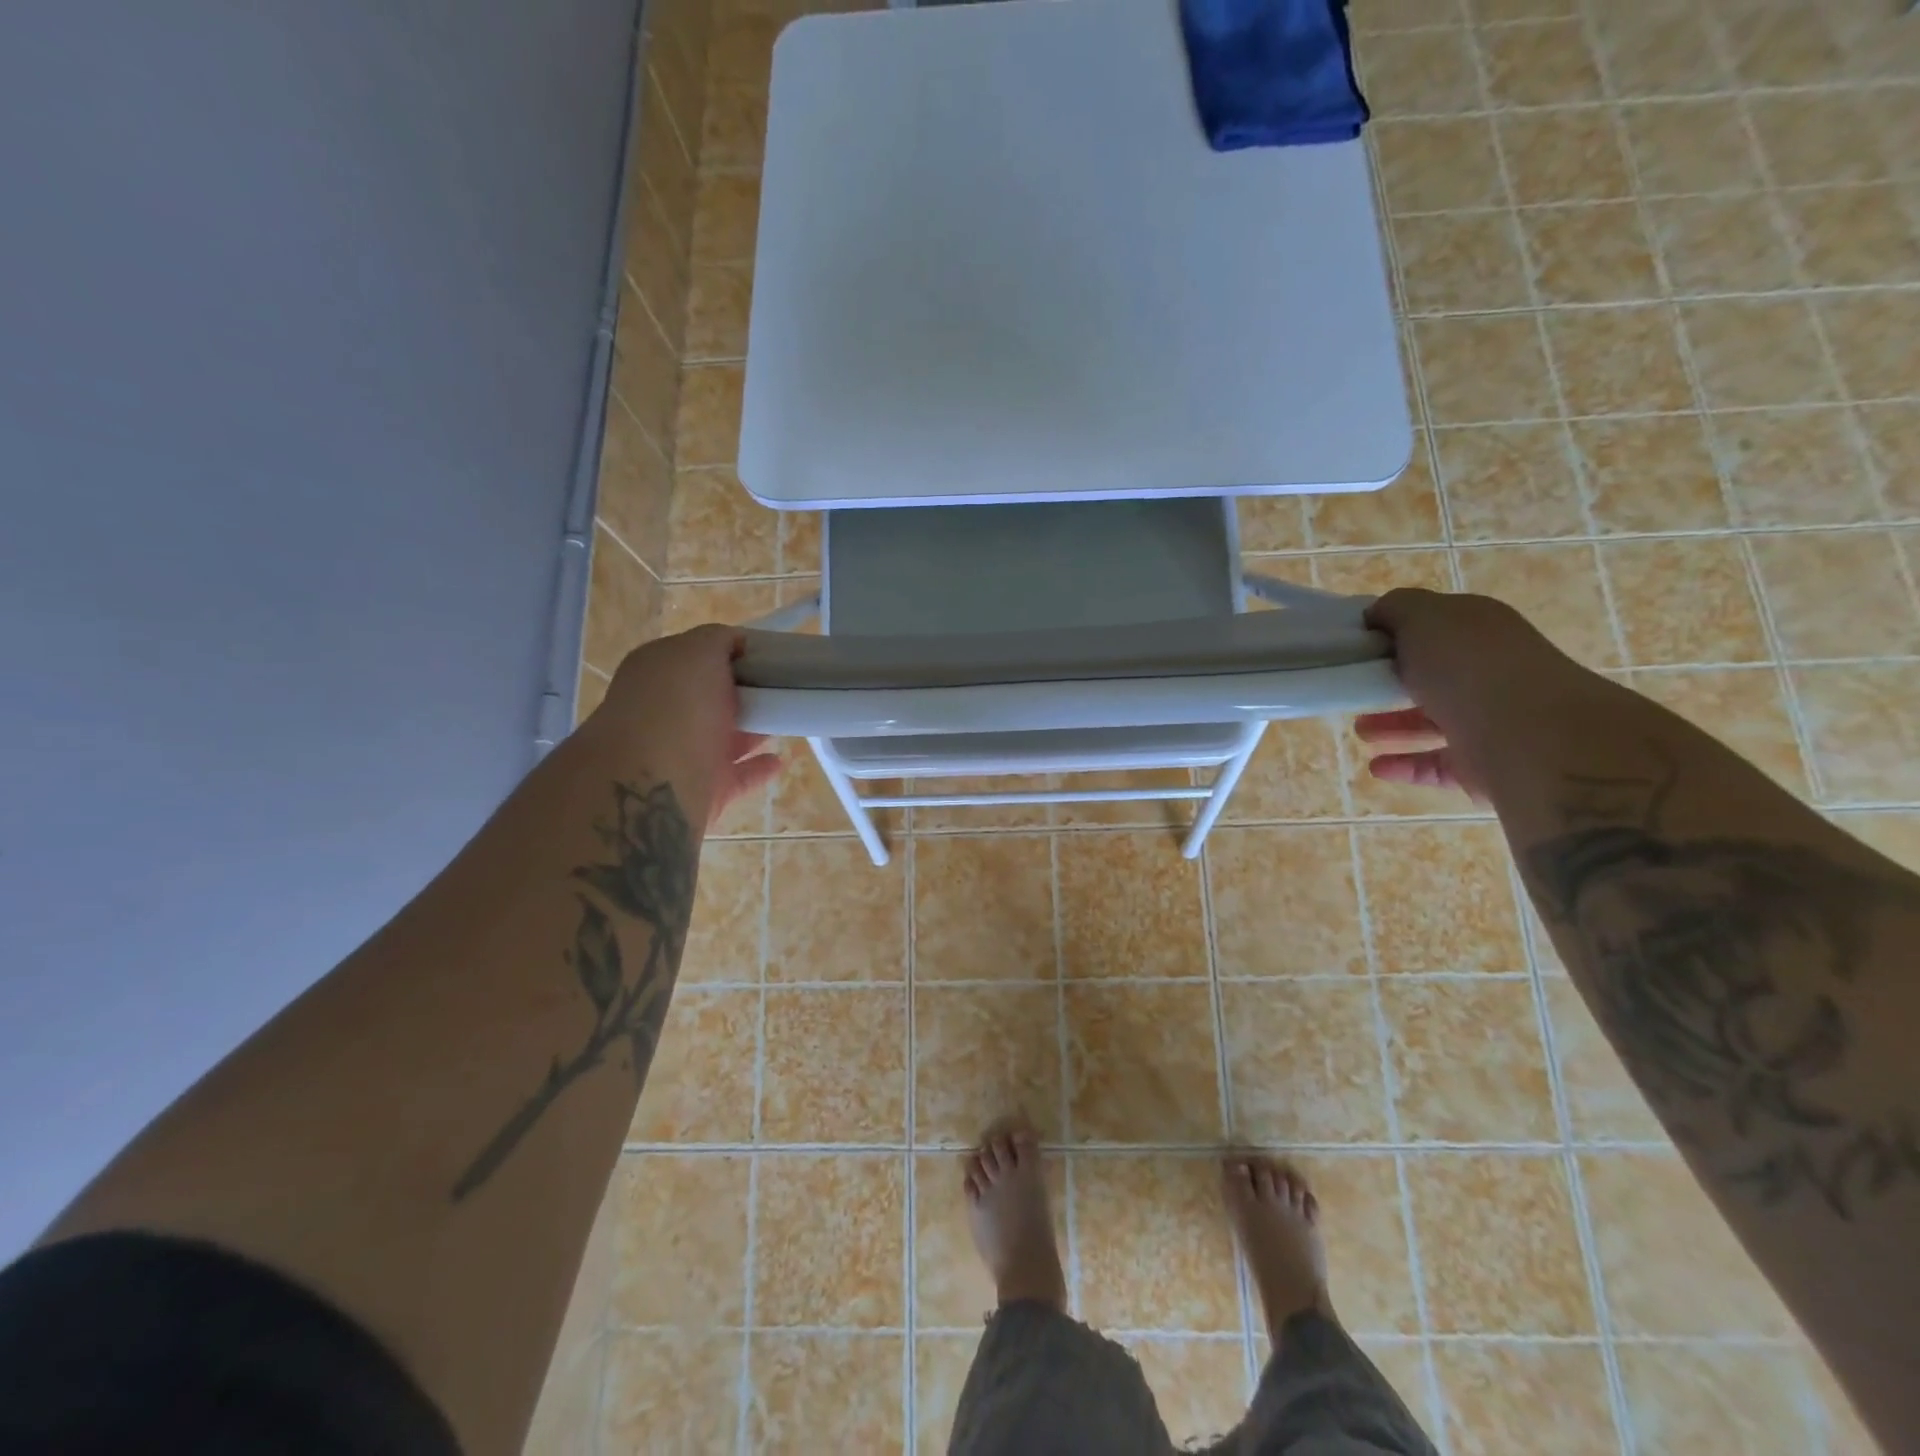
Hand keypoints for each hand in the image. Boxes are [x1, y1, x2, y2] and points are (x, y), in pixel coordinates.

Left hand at [599, 625, 781, 825]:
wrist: (653, 784)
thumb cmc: (676, 705)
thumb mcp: (697, 651)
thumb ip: (718, 639)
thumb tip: (736, 642)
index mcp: (657, 672)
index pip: (696, 655)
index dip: (732, 651)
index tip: (769, 654)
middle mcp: (666, 711)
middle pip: (711, 697)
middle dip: (744, 691)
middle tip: (784, 685)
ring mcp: (683, 753)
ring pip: (724, 737)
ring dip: (752, 729)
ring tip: (787, 717)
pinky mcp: (704, 789)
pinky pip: (738, 776)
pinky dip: (758, 768)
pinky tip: (781, 760)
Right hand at [1356, 589, 1593, 801]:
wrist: (1527, 734)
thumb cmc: (1468, 666)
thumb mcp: (1423, 617)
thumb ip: (1396, 608)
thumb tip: (1377, 616)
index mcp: (1480, 630)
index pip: (1435, 626)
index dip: (1395, 633)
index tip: (1356, 646)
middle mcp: (1489, 670)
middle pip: (1432, 675)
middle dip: (1390, 683)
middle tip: (1356, 689)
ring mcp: (1489, 718)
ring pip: (1432, 721)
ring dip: (1394, 725)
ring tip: (1360, 731)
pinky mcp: (1483, 762)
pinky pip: (1437, 763)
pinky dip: (1406, 764)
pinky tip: (1377, 766)